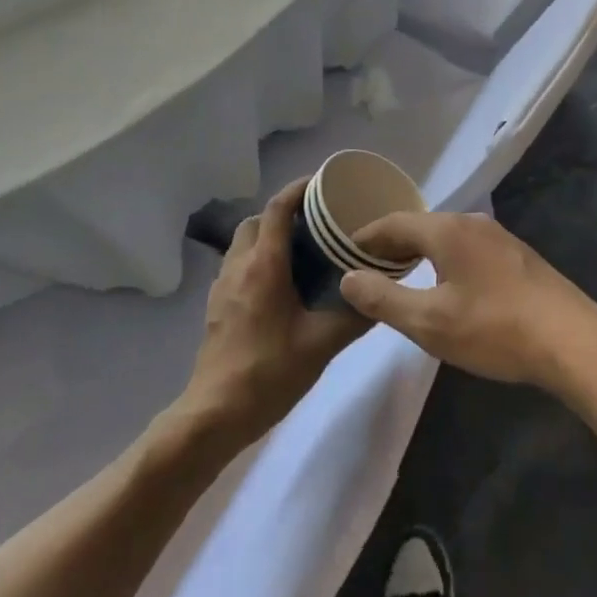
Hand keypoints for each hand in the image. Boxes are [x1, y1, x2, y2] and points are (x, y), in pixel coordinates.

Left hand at [176, 179, 369, 448]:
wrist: (215, 413)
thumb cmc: (269, 372)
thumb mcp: (322, 344)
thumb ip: (354, 316)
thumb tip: (381, 296)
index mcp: (264, 265)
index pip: (278, 207)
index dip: (298, 189)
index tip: (322, 183)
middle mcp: (239, 265)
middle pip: (257, 220)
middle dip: (283, 212)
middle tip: (315, 223)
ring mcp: (222, 285)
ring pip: (243, 242)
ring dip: (268, 236)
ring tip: (300, 253)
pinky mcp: (216, 305)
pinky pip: (237, 265)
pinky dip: (257, 260)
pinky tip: (279, 286)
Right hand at [338, 211, 596, 395]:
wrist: (574, 342)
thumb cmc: (495, 329)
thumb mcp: (429, 322)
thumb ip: (383, 299)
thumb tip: (348, 277)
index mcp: (447, 229)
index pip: (393, 222)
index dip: (365, 238)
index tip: (341, 253)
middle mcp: (472, 222)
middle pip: (420, 226)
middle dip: (390, 245)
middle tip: (365, 267)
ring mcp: (499, 238)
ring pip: (446, 237)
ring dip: (419, 252)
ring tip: (399, 276)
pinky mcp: (518, 257)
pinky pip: (467, 248)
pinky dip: (444, 260)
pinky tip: (446, 285)